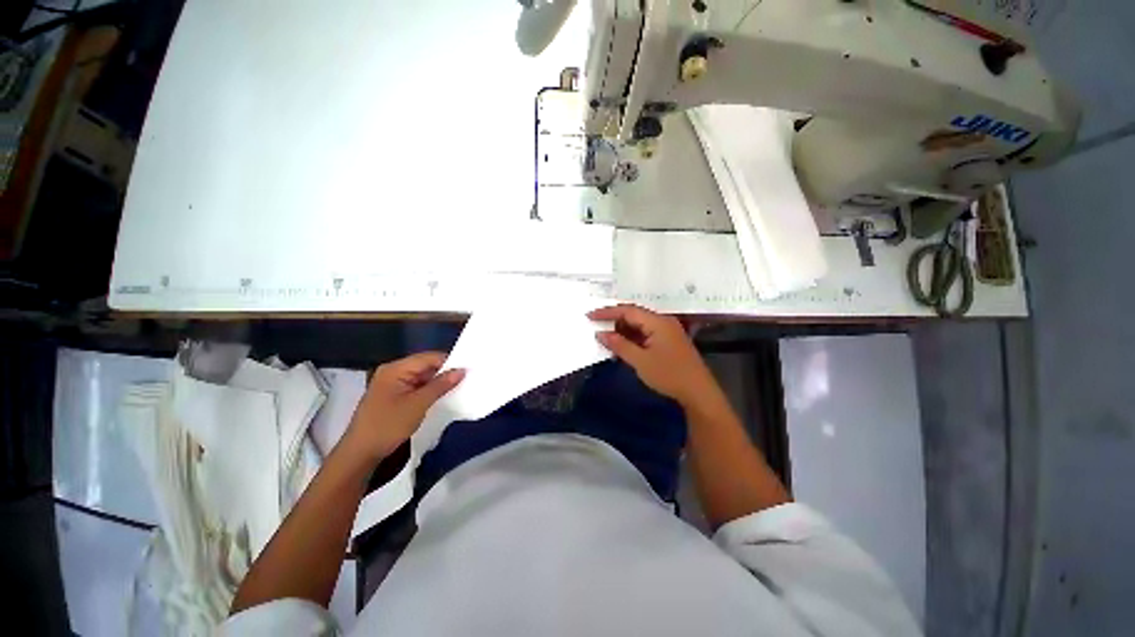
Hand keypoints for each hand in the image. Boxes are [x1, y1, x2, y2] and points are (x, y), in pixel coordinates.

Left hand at [343, 352, 464, 461]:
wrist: (360, 454)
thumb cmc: (388, 426)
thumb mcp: (418, 404)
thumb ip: (441, 385)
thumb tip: (462, 370)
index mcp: (395, 369)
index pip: (428, 357)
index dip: (449, 361)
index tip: (468, 370)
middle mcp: (393, 372)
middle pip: (425, 366)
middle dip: (444, 372)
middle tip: (466, 379)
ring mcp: (392, 384)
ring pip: (422, 377)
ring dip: (438, 383)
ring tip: (458, 387)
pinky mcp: (393, 396)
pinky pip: (416, 387)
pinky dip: (429, 391)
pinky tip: (442, 397)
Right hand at [589, 304, 716, 406]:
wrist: (698, 392)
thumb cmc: (668, 375)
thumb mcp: (640, 361)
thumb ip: (619, 345)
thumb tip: (601, 334)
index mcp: (658, 322)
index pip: (628, 310)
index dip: (607, 312)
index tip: (590, 316)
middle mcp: (663, 321)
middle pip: (635, 315)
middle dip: (615, 320)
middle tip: (597, 326)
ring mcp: (668, 331)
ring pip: (640, 324)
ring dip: (623, 329)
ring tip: (607, 337)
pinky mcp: (669, 340)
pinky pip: (647, 333)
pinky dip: (633, 337)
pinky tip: (623, 344)